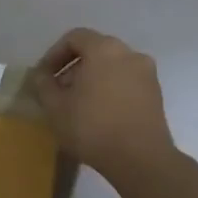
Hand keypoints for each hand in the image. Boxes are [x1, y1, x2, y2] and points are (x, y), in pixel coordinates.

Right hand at [32, 27, 175, 178]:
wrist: (141, 160)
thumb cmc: (92, 126)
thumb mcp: (55, 106)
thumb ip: (43, 84)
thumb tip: (41, 75)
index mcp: (104, 48)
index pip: (74, 37)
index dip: (54, 54)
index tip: (44, 77)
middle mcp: (129, 53)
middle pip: (95, 50)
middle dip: (73, 67)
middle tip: (59, 91)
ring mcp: (147, 73)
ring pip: (112, 67)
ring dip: (93, 79)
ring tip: (79, 105)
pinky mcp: (156, 94)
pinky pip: (127, 82)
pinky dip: (111, 90)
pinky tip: (100, 114)